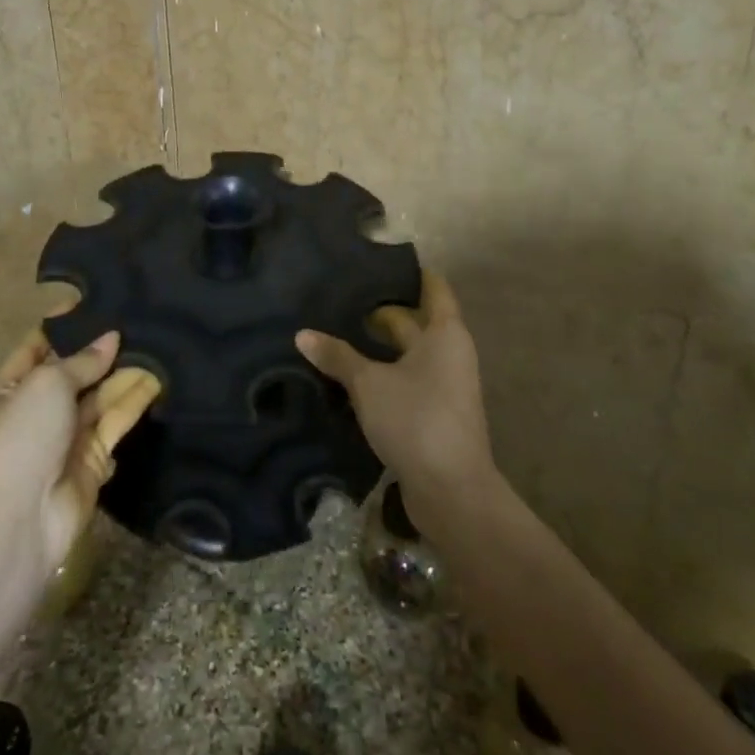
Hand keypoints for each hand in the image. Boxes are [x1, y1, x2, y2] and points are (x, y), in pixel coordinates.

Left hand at [0, 325, 161, 581]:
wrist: (21, 517)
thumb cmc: (22, 437)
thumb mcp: (46, 385)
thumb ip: (82, 361)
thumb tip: (111, 338)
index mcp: (8, 390)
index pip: (36, 348)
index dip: (62, 326)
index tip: (95, 301)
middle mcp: (36, 411)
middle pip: (73, 373)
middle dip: (101, 351)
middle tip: (137, 320)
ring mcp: (65, 437)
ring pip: (99, 397)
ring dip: (123, 374)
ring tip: (156, 342)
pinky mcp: (92, 459)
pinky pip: (114, 423)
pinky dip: (133, 403)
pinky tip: (157, 379)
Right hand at [296, 272, 495, 524]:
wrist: (451, 491)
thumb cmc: (416, 420)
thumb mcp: (369, 384)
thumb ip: (337, 356)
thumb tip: (302, 334)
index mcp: (444, 334)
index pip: (433, 288)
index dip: (410, 273)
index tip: (377, 262)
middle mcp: (449, 353)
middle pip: (414, 322)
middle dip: (379, 313)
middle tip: (339, 300)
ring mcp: (443, 385)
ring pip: (406, 354)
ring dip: (376, 348)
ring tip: (335, 333)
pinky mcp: (432, 413)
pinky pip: (404, 381)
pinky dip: (381, 375)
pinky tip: (347, 375)